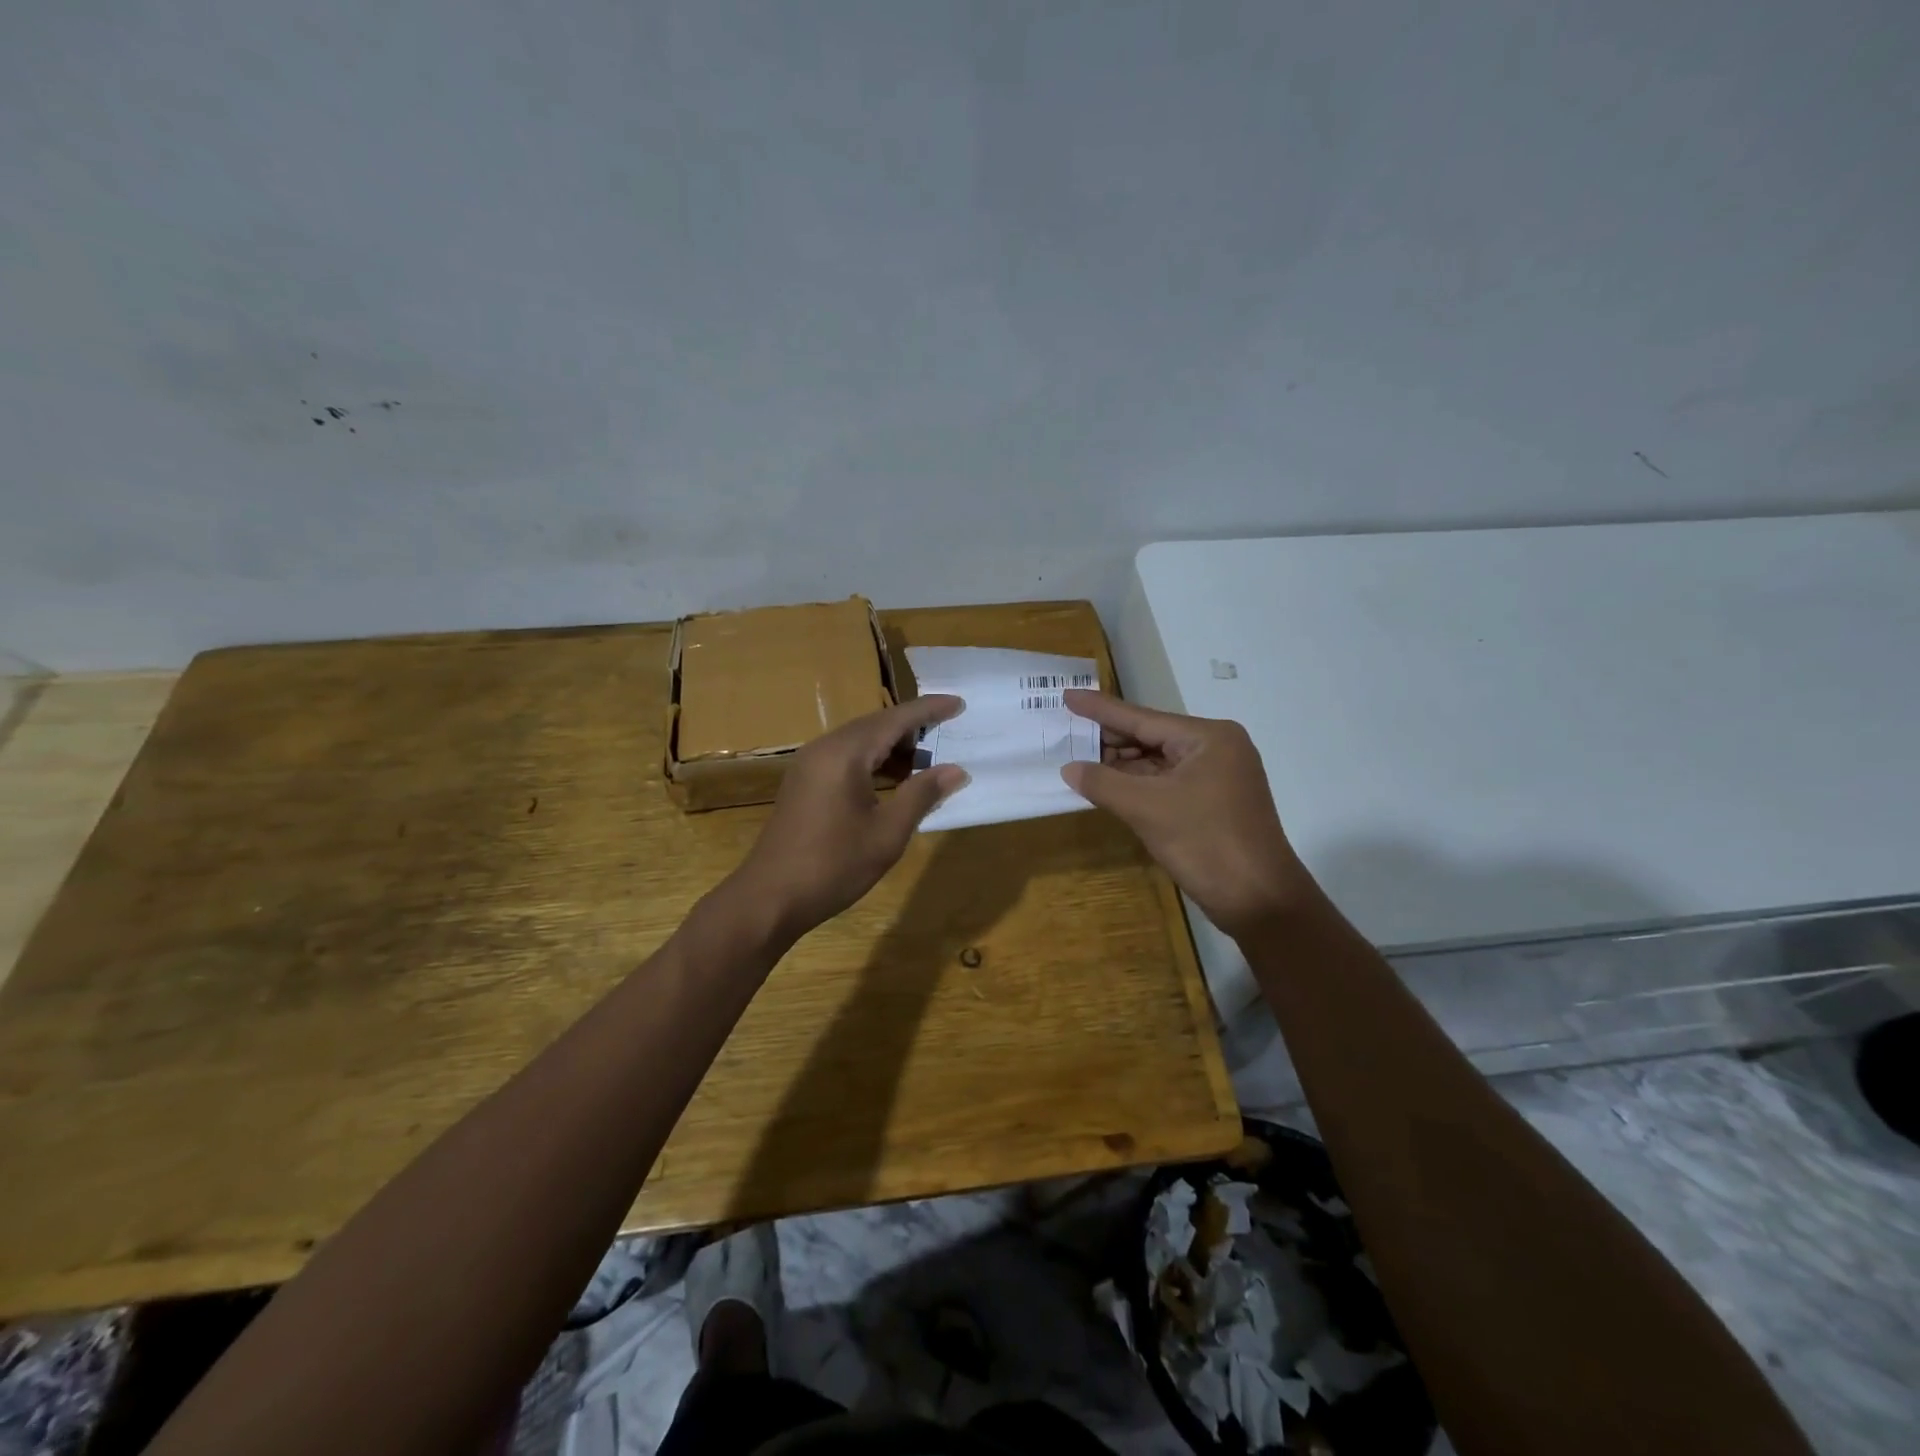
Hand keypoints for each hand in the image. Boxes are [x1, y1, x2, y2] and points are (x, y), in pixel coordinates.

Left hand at [728, 695, 968, 940]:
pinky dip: (873, 762)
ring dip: (892, 747)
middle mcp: (824, 748)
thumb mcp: (888, 832)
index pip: (895, 719)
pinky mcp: (804, 783)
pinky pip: (845, 757)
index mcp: (845, 753)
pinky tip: (893, 783)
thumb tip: (956, 770)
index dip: (929, 710)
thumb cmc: (834, 865)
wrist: (770, 898)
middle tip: (948, 734)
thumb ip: (922, 794)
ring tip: (926, 764)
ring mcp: (809, 765)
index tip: (959, 703)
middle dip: (912, 728)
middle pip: (876, 724)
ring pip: (860, 741)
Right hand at [1060, 690, 1313, 938]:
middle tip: (1066, 735)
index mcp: (1207, 738)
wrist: (1260, 901)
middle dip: (1110, 740)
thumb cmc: (1206, 844)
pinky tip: (1108, 785)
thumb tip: (1069, 768)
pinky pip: (1167, 783)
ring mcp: (1217, 776)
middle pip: (1151, 737)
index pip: (1142, 718)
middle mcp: (1216, 748)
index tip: (1068, 695)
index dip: (1100, 709)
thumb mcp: (1147, 809)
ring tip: (1079, 760)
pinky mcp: (1213, 802)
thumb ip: (1103, 783)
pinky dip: (1138, 785)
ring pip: (1158, 762)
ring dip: (1121, 765)